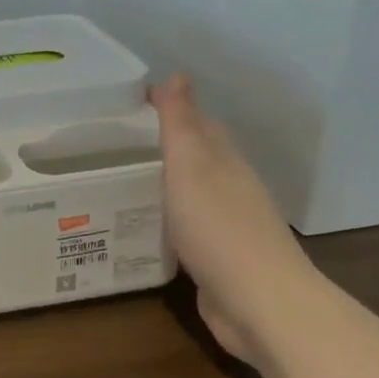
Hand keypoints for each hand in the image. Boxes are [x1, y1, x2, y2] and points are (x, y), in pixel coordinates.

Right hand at [150, 73, 315, 359]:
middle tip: (119, 140)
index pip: (199, 124)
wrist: (259, 304)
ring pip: (192, 193)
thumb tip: (176, 74)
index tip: (131, 102)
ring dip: (165, 182)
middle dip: (166, 145)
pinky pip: (186, 228)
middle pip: (198, 157)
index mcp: (225, 162)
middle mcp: (230, 189)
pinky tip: (145, 226)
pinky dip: (166, 219)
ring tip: (123, 178)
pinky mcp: (217, 260)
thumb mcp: (192, 167)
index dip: (170, 109)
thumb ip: (181, 124)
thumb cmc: (219, 228)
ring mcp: (226, 226)